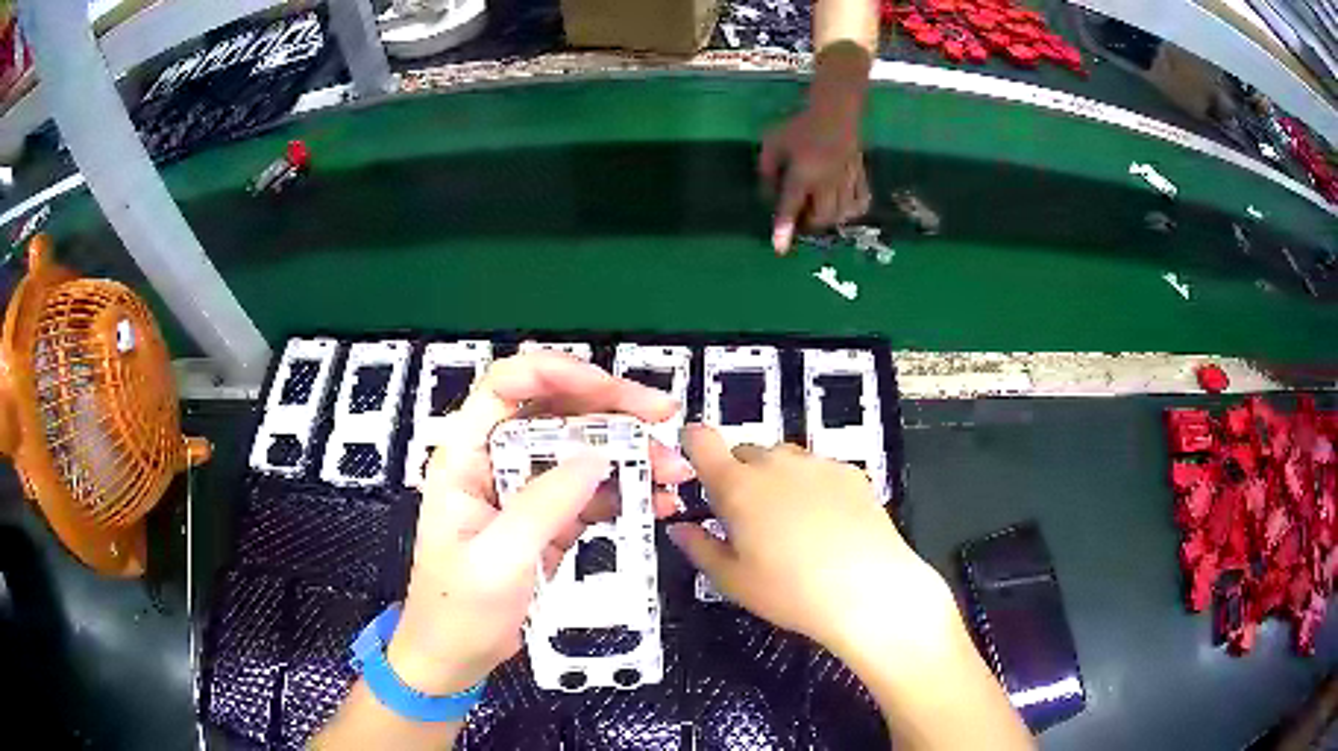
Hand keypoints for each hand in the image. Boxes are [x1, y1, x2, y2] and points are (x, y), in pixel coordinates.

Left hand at [385, 350, 693, 695]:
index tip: (612, 390)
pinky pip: (592, 490)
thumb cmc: (459, 610)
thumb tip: (597, 457)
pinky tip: (659, 502)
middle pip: (554, 409)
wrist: (456, 657)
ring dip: (630, 452)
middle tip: (664, 419)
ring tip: (674, 471)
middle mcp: (496, 461)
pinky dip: (628, 491)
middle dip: (612, 409)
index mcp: (466, 456)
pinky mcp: (549, 518)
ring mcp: (526, 489)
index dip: (558, 372)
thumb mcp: (499, 559)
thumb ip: (544, 505)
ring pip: (581, 448)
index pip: (507, 386)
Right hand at [668, 424, 951, 662]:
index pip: (702, 441)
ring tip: (790, 524)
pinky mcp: (850, 473)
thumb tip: (680, 529)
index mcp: (738, 487)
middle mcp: (776, 464)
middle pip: (745, 452)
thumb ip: (699, 548)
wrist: (869, 590)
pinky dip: (813, 486)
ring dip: (777, 479)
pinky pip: (819, 469)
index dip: (692, 443)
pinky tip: (825, 523)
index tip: (694, 458)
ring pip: (784, 460)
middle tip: (747, 519)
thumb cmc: (792, 592)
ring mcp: (817, 464)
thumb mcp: (733, 581)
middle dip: (739, 477)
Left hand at [760, 106, 871, 254]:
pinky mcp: (860, 175)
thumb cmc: (799, 125)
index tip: (779, 249)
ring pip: (842, 212)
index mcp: (802, 174)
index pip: (791, 206)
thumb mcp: (772, 143)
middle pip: (822, 216)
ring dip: (829, 219)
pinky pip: (862, 200)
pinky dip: (852, 211)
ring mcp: (847, 179)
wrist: (835, 109)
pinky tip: (843, 209)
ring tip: (818, 211)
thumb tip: (768, 193)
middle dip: (810, 223)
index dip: (784, 228)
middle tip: (800, 216)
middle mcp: (826, 182)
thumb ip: (767, 170)